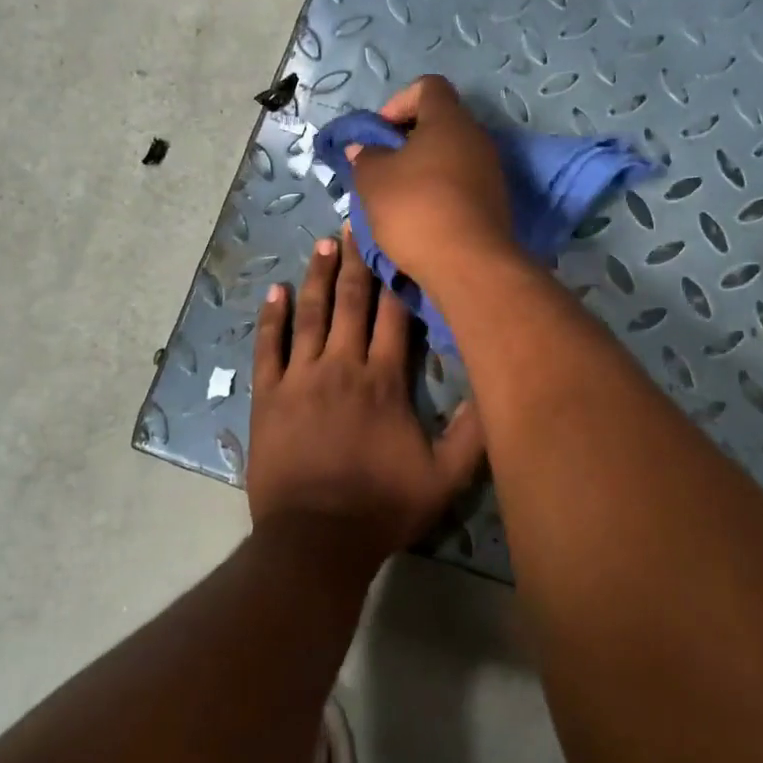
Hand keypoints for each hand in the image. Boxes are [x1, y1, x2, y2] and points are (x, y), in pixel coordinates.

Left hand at [246, 231, 486, 563]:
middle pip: (352, 303)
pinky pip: (268, 347)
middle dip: (357, 262)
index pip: (395, 316)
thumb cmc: (381, 508)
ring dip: (318, 276)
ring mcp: (300, 378)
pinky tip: (274, 291)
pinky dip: (271, 318)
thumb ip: (472, 434)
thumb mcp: (443, 479)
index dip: (398, 277)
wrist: (315, 539)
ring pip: (310, 315)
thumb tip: (495, 387)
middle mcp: (342, 366)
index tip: (400, 243)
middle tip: (357, 224)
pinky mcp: (268, 395)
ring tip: (323, 243)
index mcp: (384, 380)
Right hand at [344, 75, 516, 288]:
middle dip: (407, 141)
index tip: (380, 134)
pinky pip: (461, 185)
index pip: (427, 87)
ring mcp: (491, 172)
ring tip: (397, 199)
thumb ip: (365, 157)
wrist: (469, 265)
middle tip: (383, 168)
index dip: (398, 102)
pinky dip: (440, 194)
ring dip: (423, 171)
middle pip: (440, 123)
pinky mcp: (495, 203)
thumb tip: (364, 149)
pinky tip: (421, 220)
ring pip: (450, 157)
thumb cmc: (416, 210)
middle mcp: (476, 138)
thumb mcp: (373, 181)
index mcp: (449, 120)